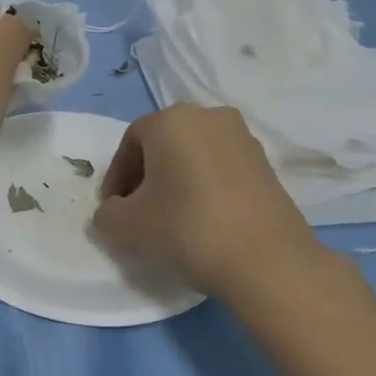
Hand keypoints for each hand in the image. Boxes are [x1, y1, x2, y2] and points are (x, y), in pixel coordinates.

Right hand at [92, 105, 324, 296]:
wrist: (267, 259)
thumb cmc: (187, 227)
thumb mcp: (129, 225)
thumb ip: (108, 214)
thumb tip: (113, 211)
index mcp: (171, 119)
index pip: (131, 142)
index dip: (116, 176)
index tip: (113, 209)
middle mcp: (208, 116)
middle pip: (164, 144)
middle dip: (146, 176)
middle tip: (138, 211)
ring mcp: (242, 138)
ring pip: (194, 155)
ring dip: (176, 180)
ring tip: (172, 218)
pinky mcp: (266, 164)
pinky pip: (221, 168)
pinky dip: (205, 186)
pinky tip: (203, 220)